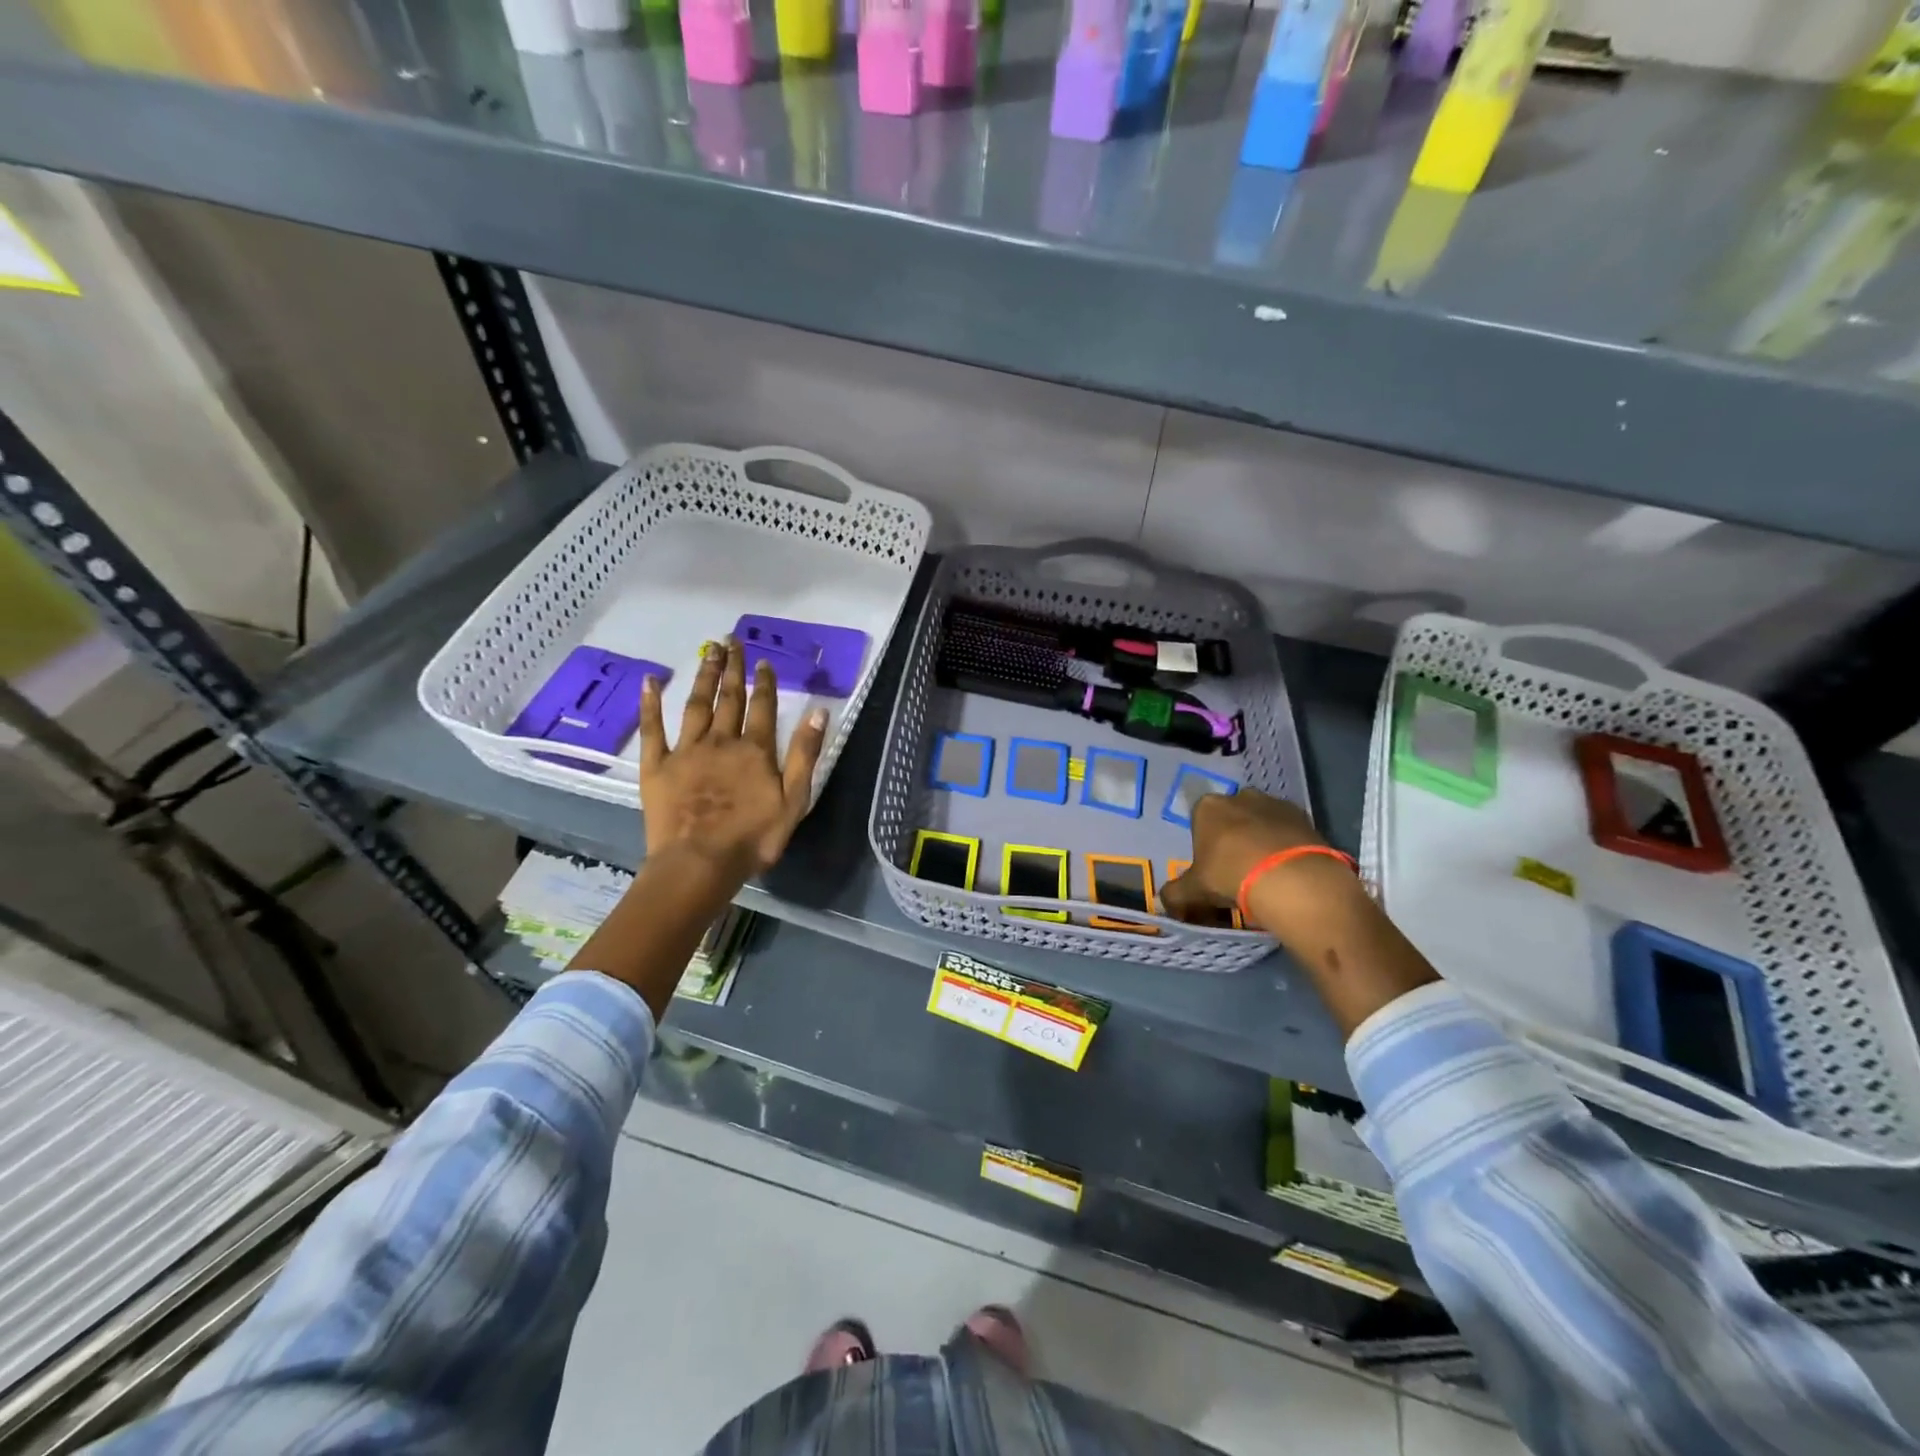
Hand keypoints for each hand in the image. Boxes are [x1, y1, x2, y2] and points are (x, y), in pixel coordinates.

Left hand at [638, 637, 827, 887]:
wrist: (700, 862)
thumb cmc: (753, 837)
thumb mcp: (795, 800)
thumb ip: (806, 754)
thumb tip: (819, 710)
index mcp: (755, 750)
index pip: (763, 707)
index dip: (765, 682)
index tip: (762, 661)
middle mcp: (721, 741)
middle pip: (729, 697)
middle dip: (732, 668)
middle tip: (731, 640)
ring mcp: (686, 751)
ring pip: (696, 705)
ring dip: (704, 676)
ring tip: (708, 651)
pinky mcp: (657, 766)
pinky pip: (653, 729)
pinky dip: (650, 704)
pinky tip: (649, 681)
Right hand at [1160, 789, 1352, 938]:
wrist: (1289, 878)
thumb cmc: (1230, 875)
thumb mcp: (1193, 890)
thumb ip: (1175, 894)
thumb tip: (1163, 902)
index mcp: (1208, 807)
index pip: (1199, 822)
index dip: (1205, 846)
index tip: (1212, 869)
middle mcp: (1239, 796)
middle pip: (1232, 818)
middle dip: (1234, 838)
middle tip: (1239, 871)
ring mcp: (1274, 803)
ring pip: (1262, 821)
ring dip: (1262, 840)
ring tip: (1267, 873)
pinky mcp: (1304, 816)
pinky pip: (1288, 830)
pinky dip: (1286, 845)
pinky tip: (1287, 870)